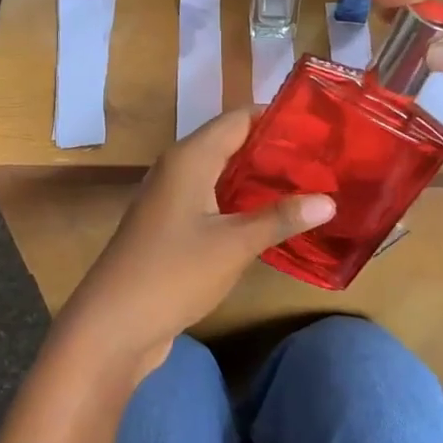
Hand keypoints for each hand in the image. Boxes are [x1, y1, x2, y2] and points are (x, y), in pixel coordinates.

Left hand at [51, 109, 334, 376]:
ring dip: (260, 180)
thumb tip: (330, 200)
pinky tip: (272, 220)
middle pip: (232, 144)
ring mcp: (171, 199)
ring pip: (223, 175)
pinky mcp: (170, 226)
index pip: (240, 118)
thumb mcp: (234, 245)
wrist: (113, 324)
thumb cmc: (173, 274)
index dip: (279, 118)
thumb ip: (280, 218)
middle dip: (275, 151)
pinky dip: (242, 204)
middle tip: (324, 161)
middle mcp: (178, 169)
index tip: (321, 127)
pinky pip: (213, 201)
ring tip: (309, 187)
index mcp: (190, 158)